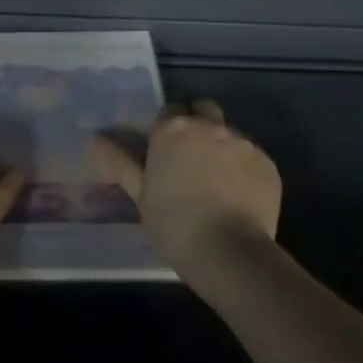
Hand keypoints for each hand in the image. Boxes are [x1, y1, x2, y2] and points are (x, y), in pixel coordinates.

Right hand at [91, 100, 281, 280]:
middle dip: (197, 124)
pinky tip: (238, 196)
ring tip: (217, 183)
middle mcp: (210, 126)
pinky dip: (244, 169)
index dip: (166, 128)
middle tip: (190, 157)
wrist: (230, 252)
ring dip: (221, 147)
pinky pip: (252, 156)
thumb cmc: (174, 224)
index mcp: (173, 129)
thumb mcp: (140, 195)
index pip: (169, 111)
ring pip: (230, 133)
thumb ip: (119, 162)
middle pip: (203, 110)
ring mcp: (243, 142)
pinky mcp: (268, 163)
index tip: (164, 151)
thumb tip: (93, 139)